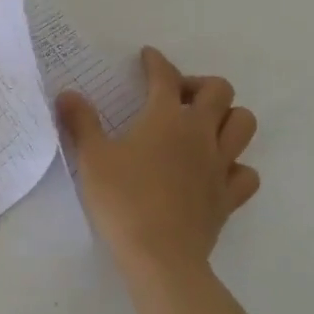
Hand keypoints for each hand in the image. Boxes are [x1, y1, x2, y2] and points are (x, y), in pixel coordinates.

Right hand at [56, 46, 259, 280]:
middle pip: (220, 91)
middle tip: (176, 97)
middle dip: (199, 85)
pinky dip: (236, 165)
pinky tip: (217, 171)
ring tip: (203, 127)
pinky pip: (246, 172)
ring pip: (244, 124)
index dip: (156, 62)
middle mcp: (200, 134)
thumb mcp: (92, 158)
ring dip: (227, 117)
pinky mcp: (228, 197)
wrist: (160, 256)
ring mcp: (220, 165)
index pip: (165, 77)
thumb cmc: (122, 201)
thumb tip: (67, 94)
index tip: (147, 57)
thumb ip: (81, 122)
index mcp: (166, 118)